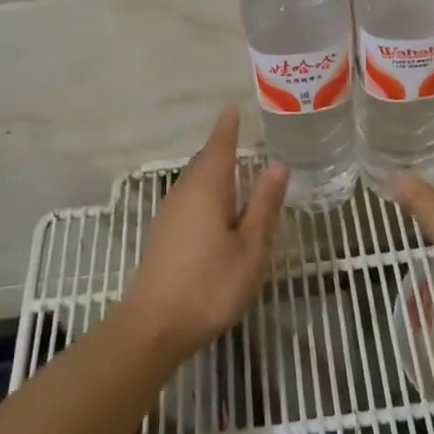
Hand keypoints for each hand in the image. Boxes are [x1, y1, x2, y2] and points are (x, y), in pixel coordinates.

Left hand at [121, 106, 287, 356]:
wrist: (155, 325)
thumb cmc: (210, 285)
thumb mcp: (250, 247)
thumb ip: (264, 205)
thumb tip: (278, 165)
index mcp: (207, 188)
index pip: (219, 146)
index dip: (228, 126)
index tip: (234, 107)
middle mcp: (184, 192)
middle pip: (205, 160)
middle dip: (223, 145)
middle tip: (245, 134)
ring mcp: (169, 213)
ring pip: (195, 179)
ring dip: (214, 168)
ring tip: (237, 165)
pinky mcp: (164, 233)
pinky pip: (189, 196)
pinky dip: (206, 188)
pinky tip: (218, 204)